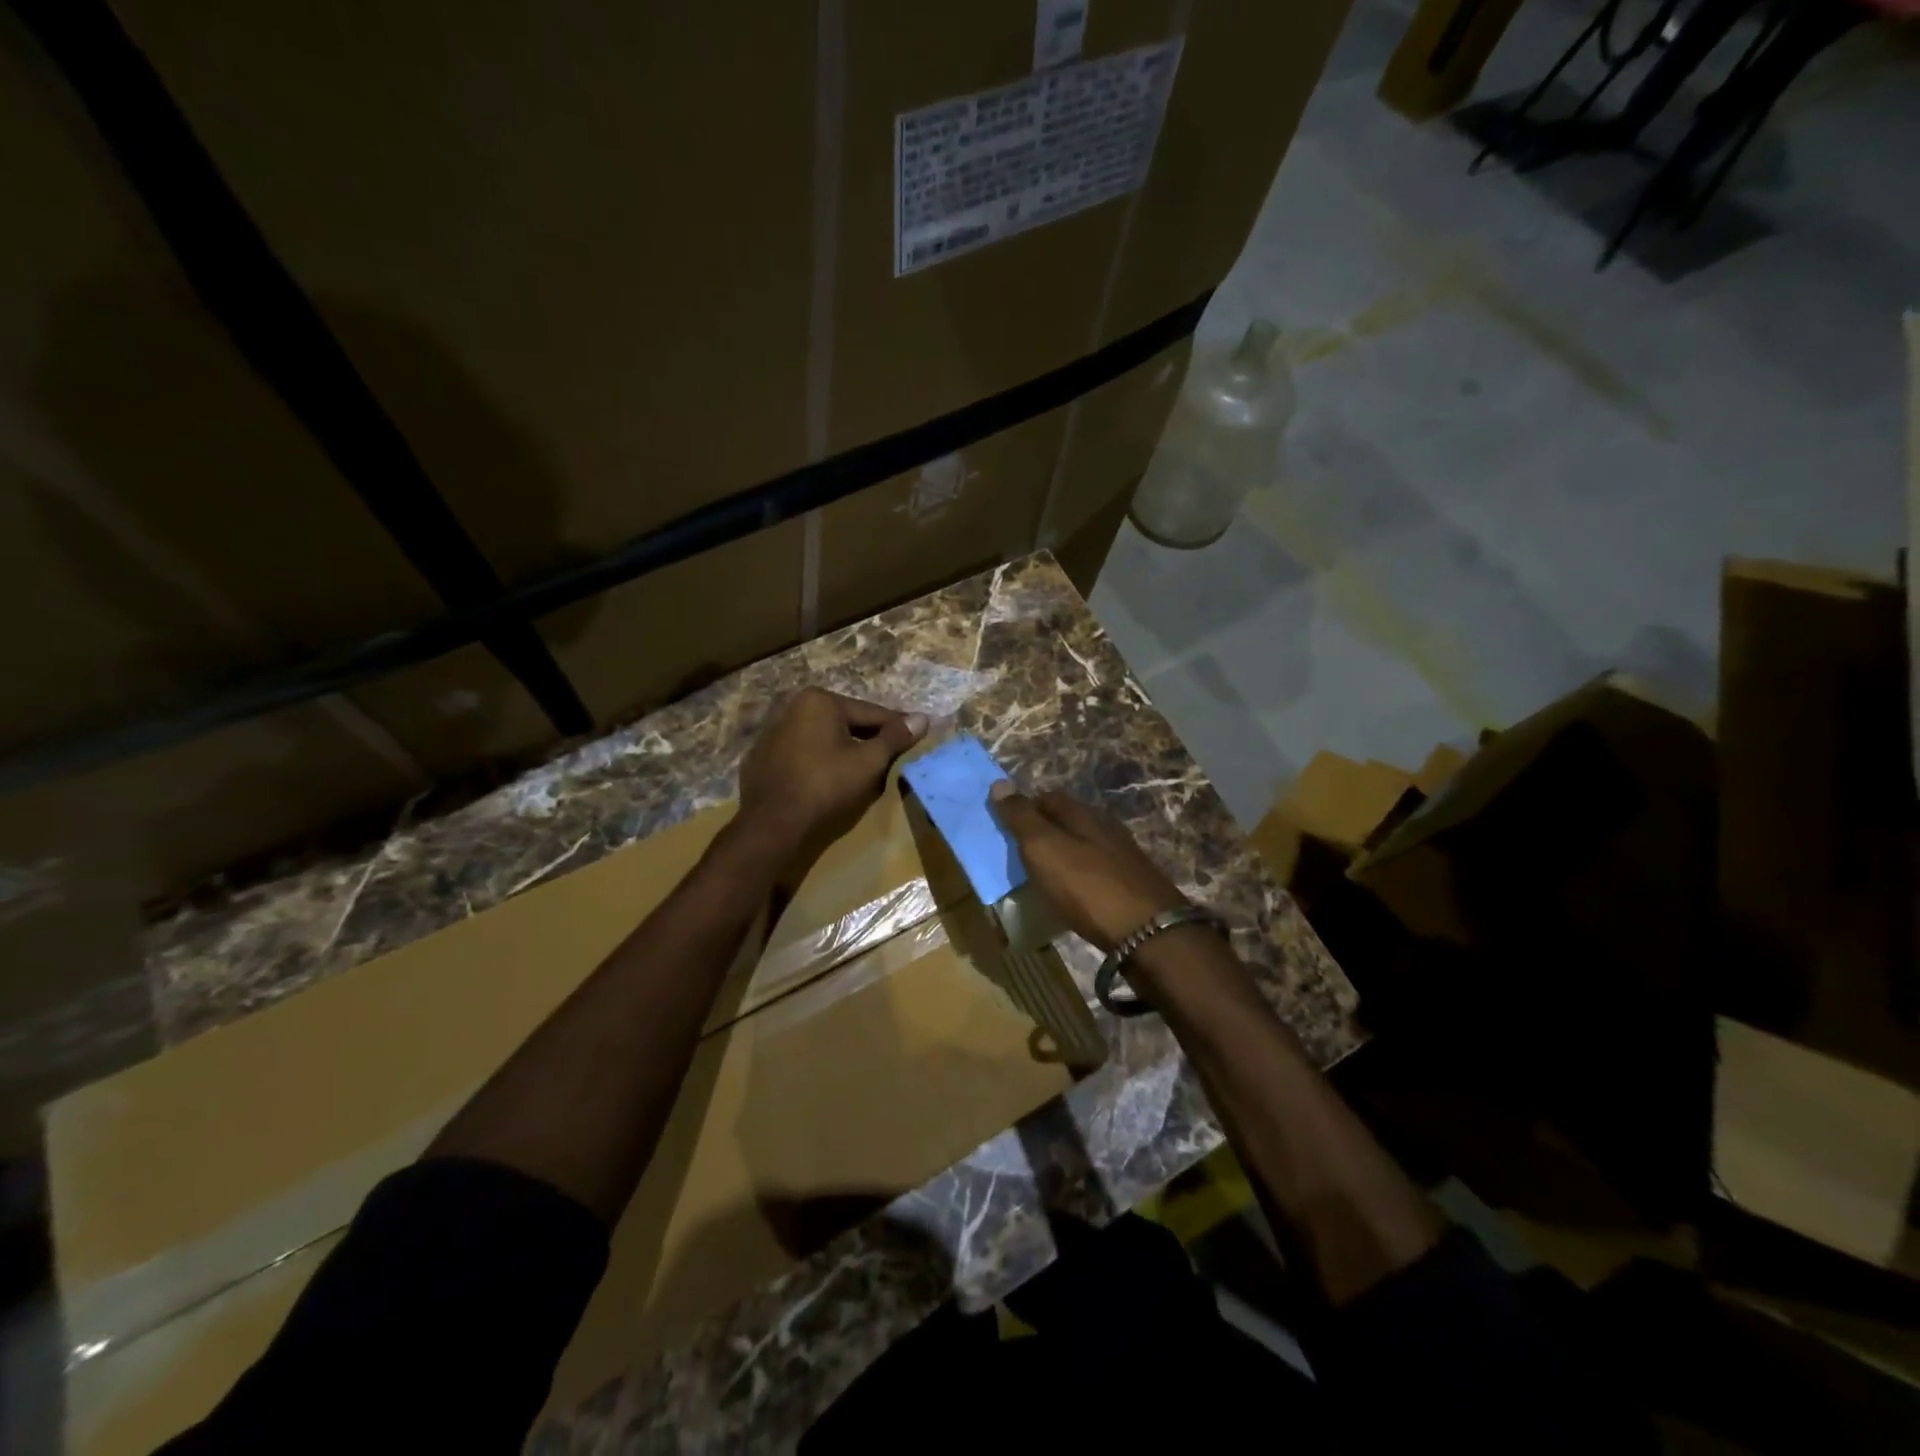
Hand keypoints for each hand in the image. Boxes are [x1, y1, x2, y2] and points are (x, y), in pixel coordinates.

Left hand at [738, 688, 926, 857]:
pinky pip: (802, 753)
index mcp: (820, 700)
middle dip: (868, 738)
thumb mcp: (868, 762)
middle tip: (892, 756)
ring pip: (823, 738)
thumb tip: (923, 718)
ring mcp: (773, 732)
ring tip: (863, 770)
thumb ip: (895, 738)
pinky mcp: (762, 757)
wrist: (772, 824)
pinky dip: (819, 761)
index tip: (917, 735)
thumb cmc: (826, 786)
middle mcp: (793, 707)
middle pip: (845, 722)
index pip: (871, 713)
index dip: (896, 727)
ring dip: (843, 749)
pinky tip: (828, 780)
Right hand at [988, 784, 1186, 951]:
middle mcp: (1105, 827)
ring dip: (1061, 855)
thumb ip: (1021, 818)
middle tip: (1019, 855)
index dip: (1024, 808)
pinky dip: (1078, 877)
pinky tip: (1073, 894)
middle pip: (1066, 820)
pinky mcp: (1132, 883)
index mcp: (1082, 814)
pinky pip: (1095, 870)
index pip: (1046, 797)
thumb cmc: (1087, 886)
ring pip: (1082, 845)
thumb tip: (999, 784)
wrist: (1149, 932)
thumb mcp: (1044, 849)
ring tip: (1041, 877)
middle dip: (1042, 832)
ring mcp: (1122, 855)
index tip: (1004, 828)